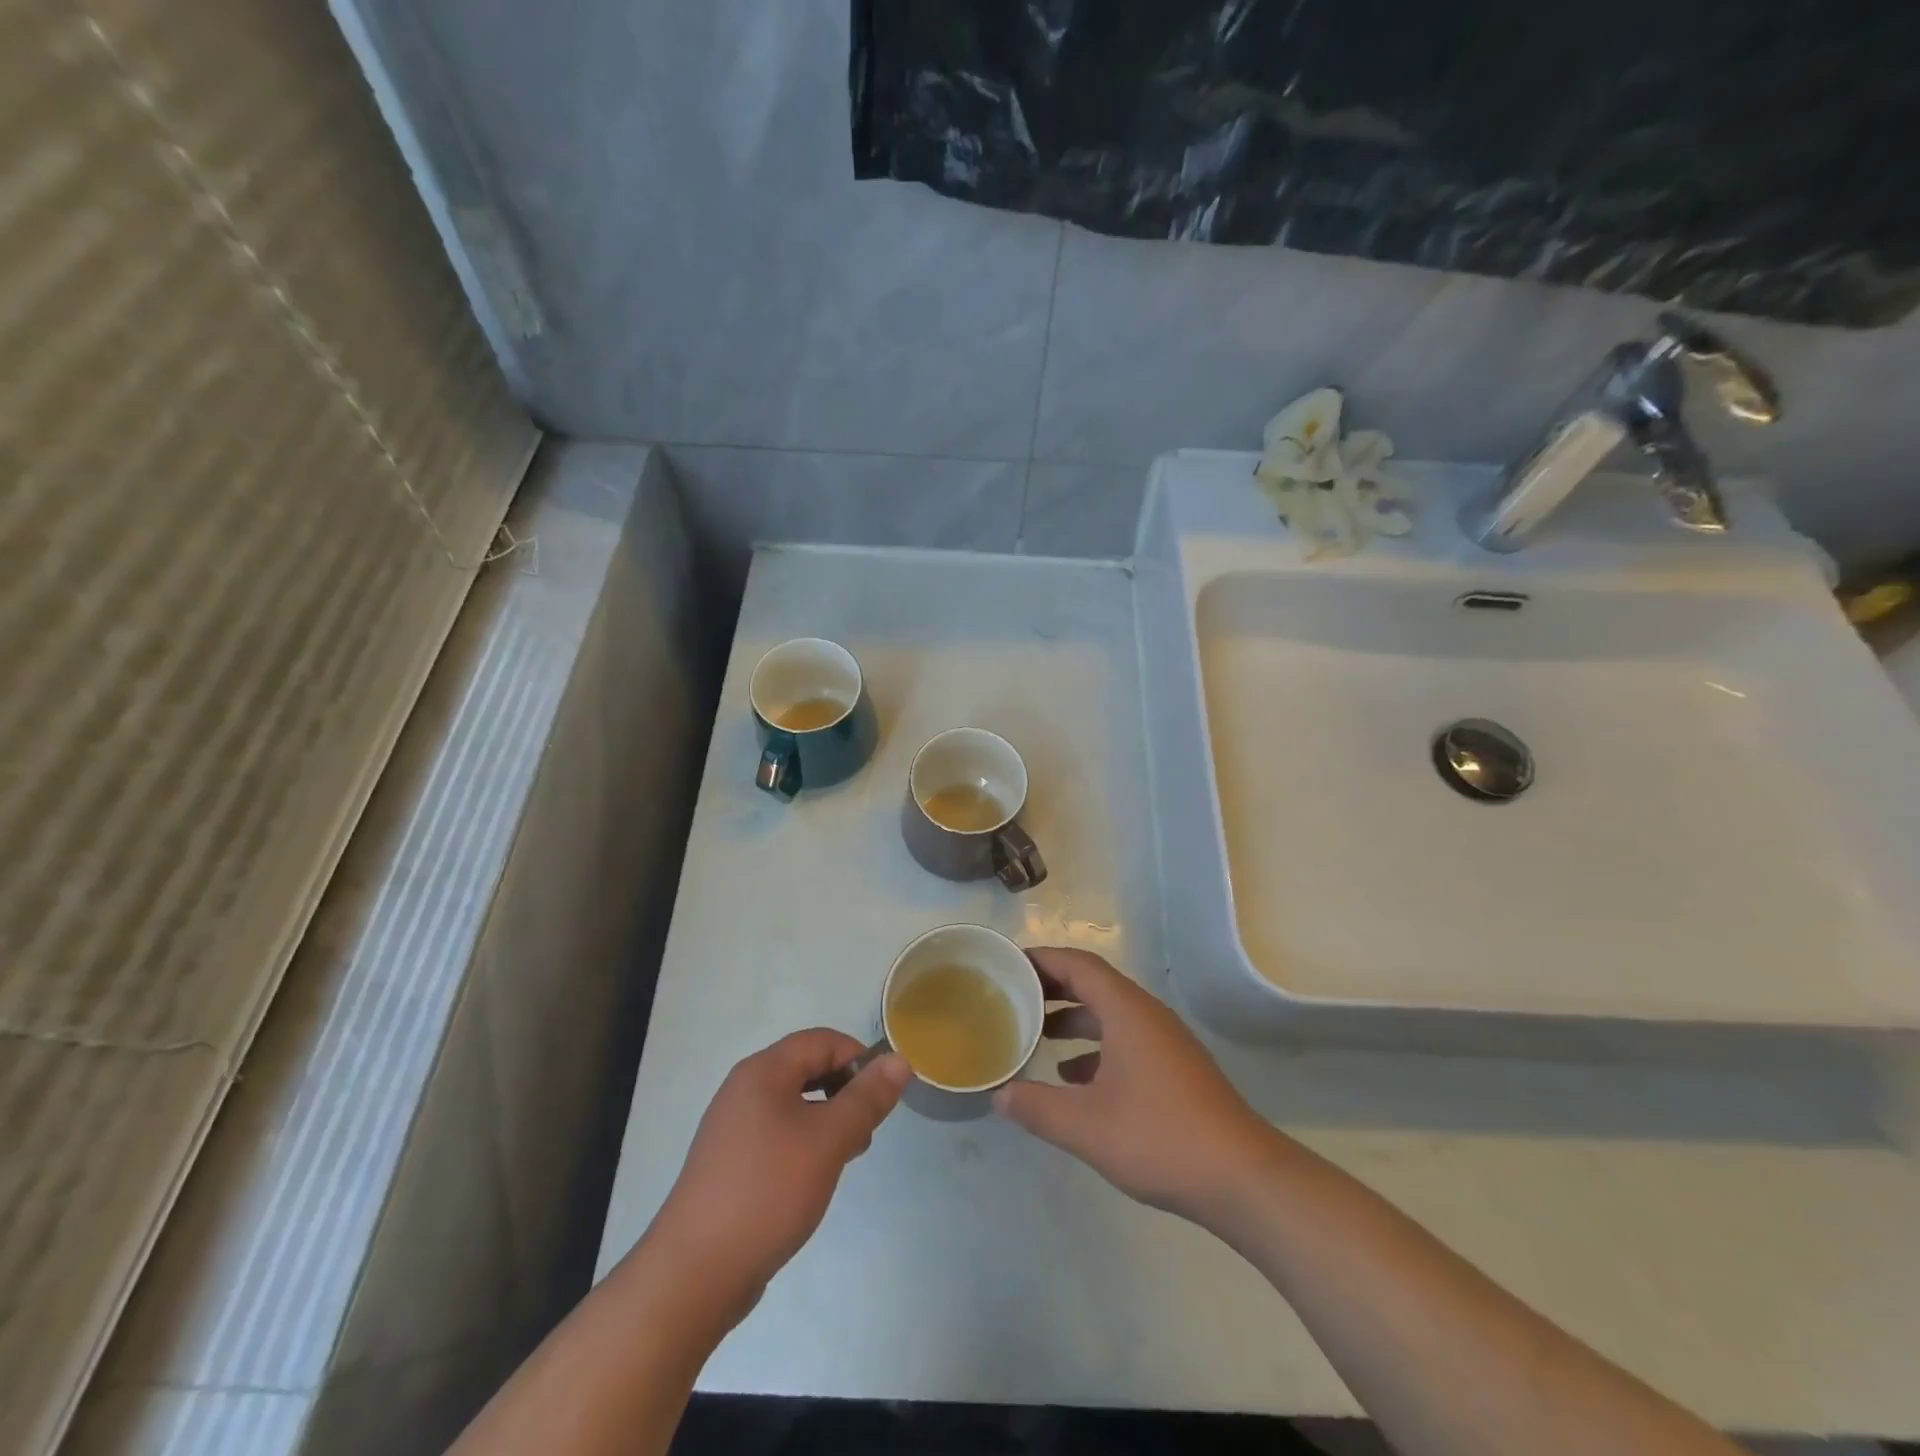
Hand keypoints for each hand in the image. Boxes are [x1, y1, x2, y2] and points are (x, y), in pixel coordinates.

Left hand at [650, 1029, 908, 1317]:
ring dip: (827, 1119)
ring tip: (846, 1156)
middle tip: (866, 1130)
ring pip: (794, 1104)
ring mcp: (733, 1127)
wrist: (695, 1273)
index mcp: (763, 1071)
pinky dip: (804, 1143)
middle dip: (845, 1090)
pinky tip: (814, 1178)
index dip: (858, 1058)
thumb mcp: (828, 1140)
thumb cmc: (767, 1191)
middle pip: (807, 1068)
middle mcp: (744, 1089)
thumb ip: (866, 1097)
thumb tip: (899, 1060)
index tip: (881, 1098)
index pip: (822, 1041)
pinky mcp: (730, 1162)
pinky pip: (778, 1134)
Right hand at [994, 948, 1274, 1223]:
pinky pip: (1125, 1040)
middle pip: (1094, 985)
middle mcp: (1147, 1015)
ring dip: (1073, 1019)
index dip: (1042, 960)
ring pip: (1110, 1014)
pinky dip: (1094, 1048)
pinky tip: (1073, 1079)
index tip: (1009, 964)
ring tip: (1037, 1036)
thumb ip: (1037, 1107)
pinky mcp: (1174, 1069)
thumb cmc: (1160, 1137)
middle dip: (1053, 988)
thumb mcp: (1086, 1126)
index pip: (1079, 965)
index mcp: (1127, 1011)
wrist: (1243, 1178)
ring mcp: (1165, 1042)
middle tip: (1014, 997)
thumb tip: (999, 1095)